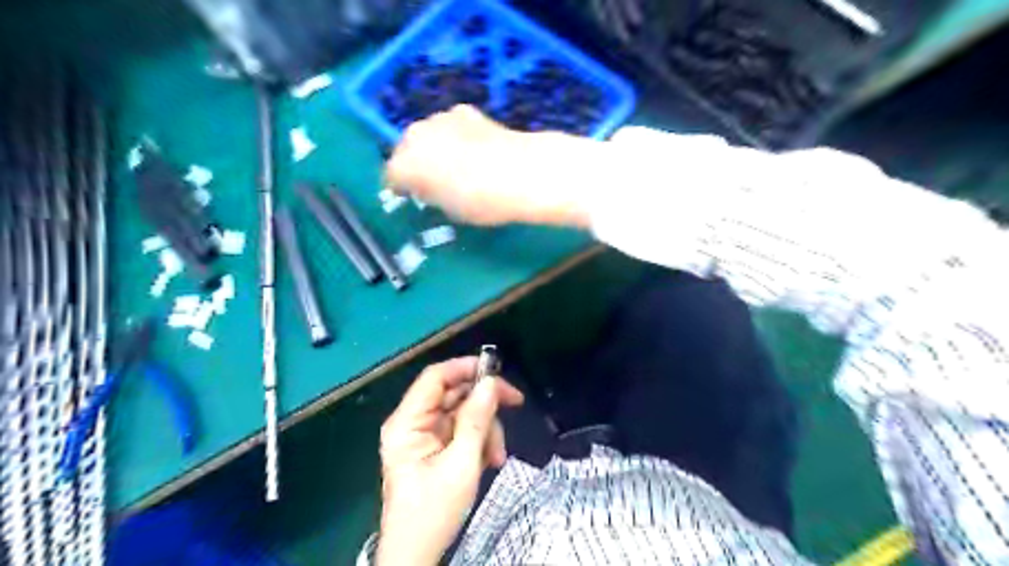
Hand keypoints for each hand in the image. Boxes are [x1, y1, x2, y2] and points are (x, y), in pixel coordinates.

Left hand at [374, 358, 524, 564]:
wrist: (417, 556)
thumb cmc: (433, 512)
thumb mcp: (461, 465)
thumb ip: (476, 421)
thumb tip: (491, 383)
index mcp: (407, 422)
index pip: (435, 377)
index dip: (465, 368)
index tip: (497, 371)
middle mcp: (414, 422)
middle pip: (453, 394)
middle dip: (484, 406)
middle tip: (514, 406)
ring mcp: (424, 435)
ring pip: (463, 412)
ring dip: (486, 429)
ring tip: (497, 456)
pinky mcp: (435, 448)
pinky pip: (462, 431)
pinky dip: (479, 441)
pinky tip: (488, 461)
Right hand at [385, 104, 601, 227]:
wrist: (520, 172)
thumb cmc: (481, 201)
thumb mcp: (449, 209)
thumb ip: (430, 194)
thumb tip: (427, 187)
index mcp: (405, 164)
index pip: (391, 176)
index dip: (401, 188)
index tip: (413, 197)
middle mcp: (415, 135)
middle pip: (405, 148)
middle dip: (414, 163)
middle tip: (433, 181)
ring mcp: (439, 118)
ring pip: (427, 134)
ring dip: (434, 146)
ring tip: (456, 163)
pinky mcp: (464, 110)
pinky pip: (450, 126)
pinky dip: (455, 135)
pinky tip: (474, 148)